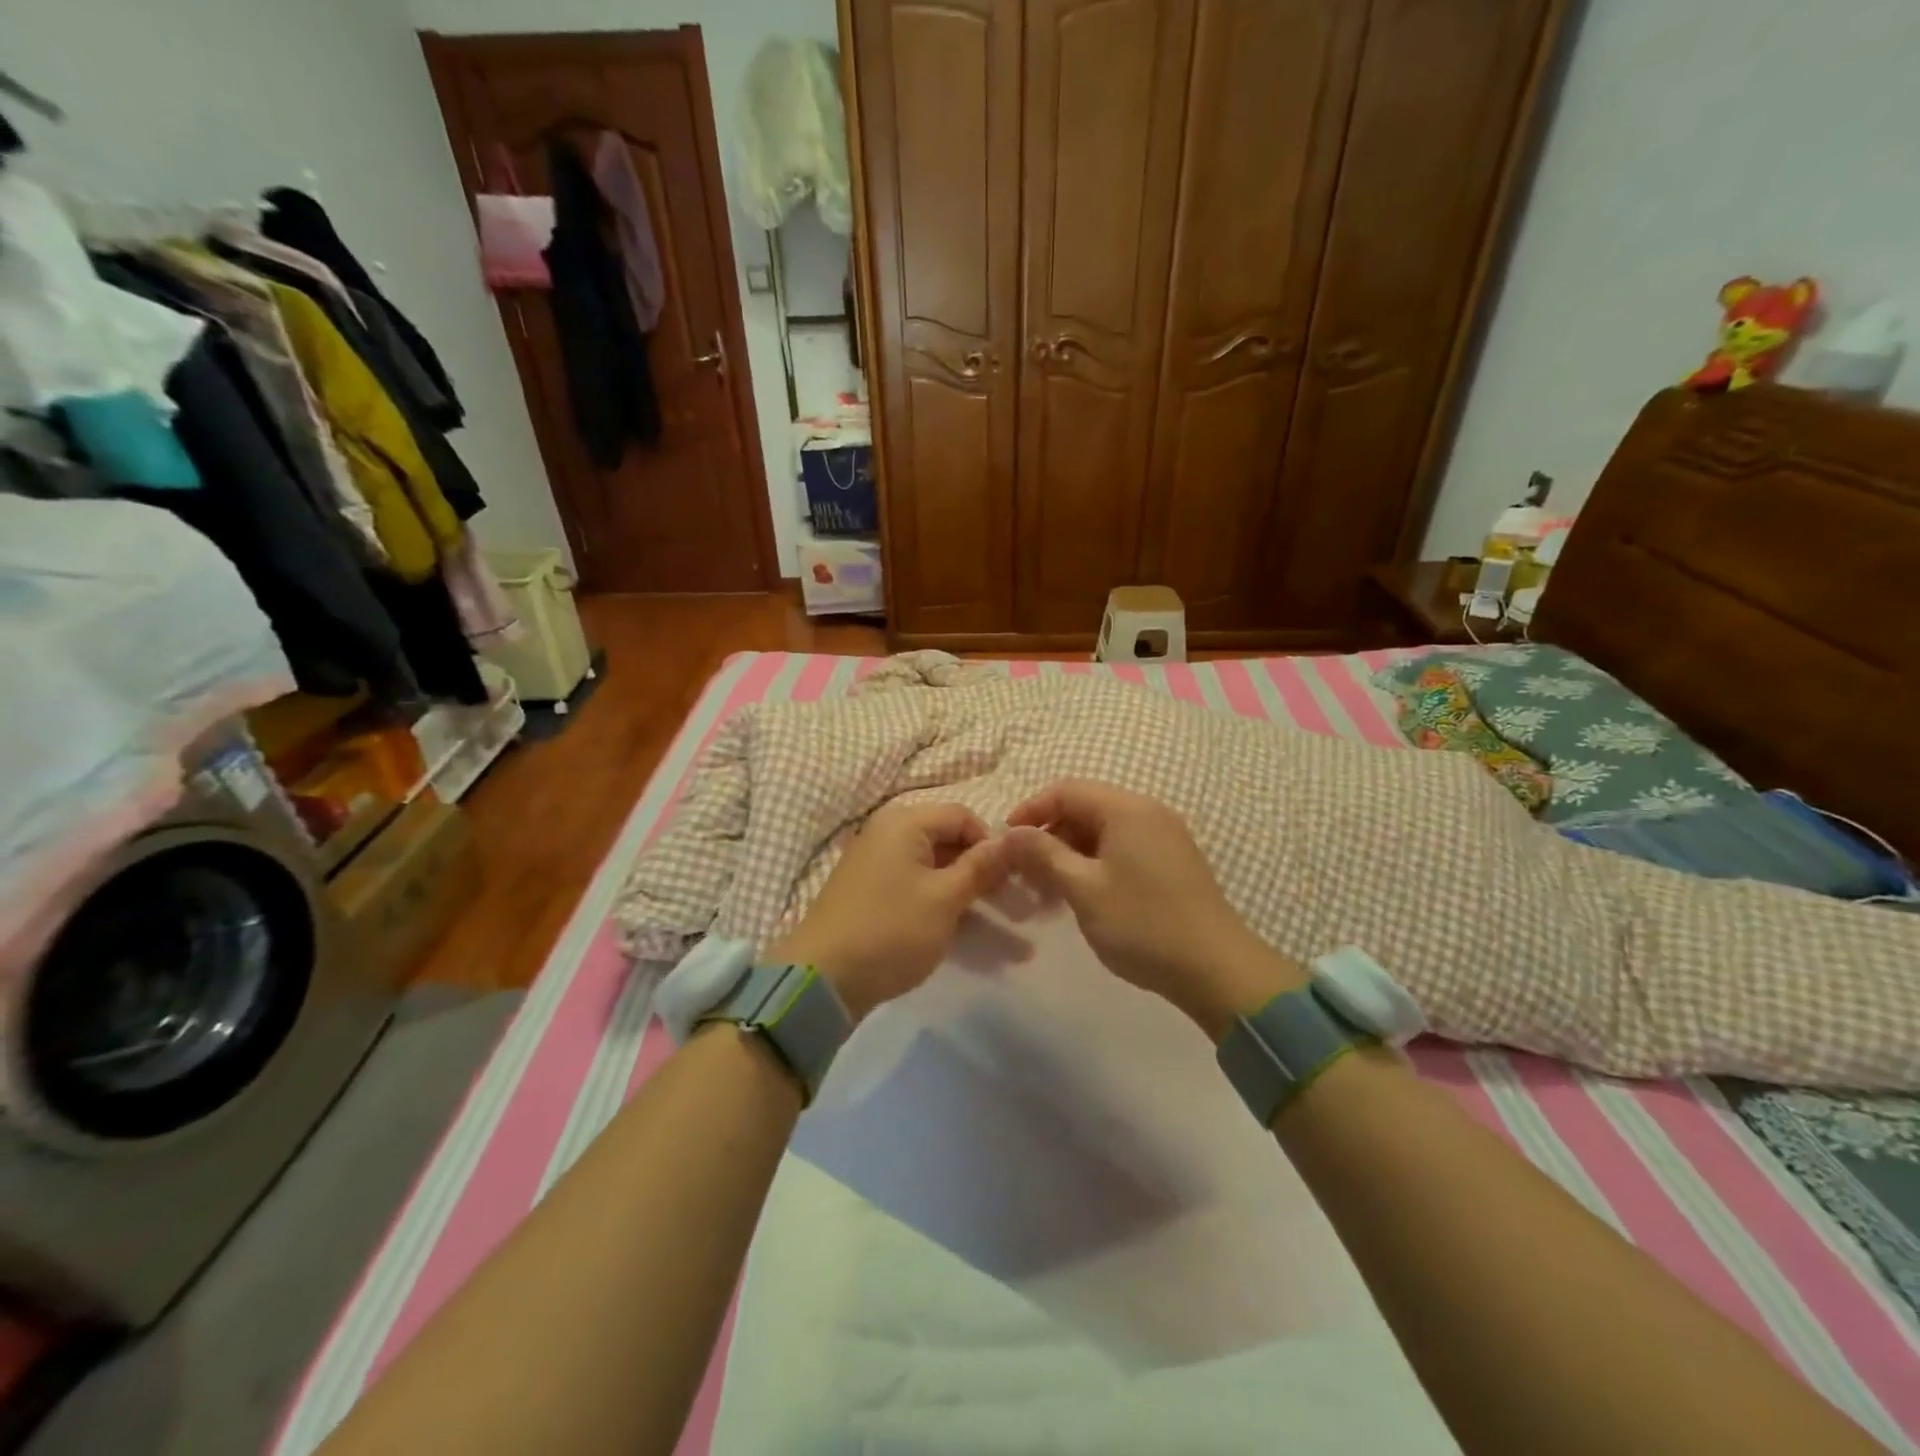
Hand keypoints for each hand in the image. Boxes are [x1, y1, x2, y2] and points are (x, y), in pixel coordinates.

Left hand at [768, 801, 1008, 1021]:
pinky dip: (941, 905)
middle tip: (1011, 906)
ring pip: (934, 869)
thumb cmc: (891, 930)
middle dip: (982, 872)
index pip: (963, 816)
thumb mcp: (945, 899)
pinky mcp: (870, 893)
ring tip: (998, 928)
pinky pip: (916, 888)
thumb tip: (1015, 838)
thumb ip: (981, 867)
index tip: (1011, 880)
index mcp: (904, 822)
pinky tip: (961, 933)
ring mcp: (876, 864)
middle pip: (948, 841)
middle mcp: (887, 833)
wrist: (821, 979)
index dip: (991, 844)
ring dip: (966, 894)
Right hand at [1003, 779, 1302, 1038]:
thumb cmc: (1143, 924)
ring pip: (1103, 830)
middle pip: (1085, 807)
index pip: (1066, 790)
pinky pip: (1122, 847)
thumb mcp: (1083, 888)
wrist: (1217, 969)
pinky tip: (1082, 894)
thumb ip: (1043, 854)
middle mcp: (1148, 812)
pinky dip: (1095, 862)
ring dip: (1070, 851)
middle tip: (1024, 870)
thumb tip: (1009, 833)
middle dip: (1049, 834)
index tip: (1005, 841)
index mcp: (1126, 809)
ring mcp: (1164, 836)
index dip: (1030, 810)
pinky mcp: (1172, 861)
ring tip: (1048, 888)